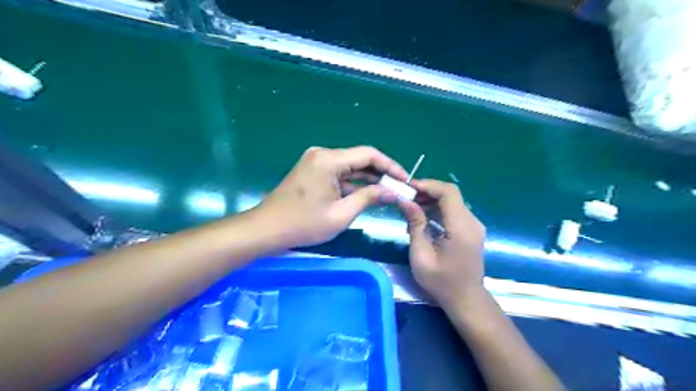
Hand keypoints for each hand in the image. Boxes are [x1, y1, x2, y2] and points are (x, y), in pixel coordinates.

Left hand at [254, 146, 409, 247]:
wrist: (266, 230)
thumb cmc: (303, 224)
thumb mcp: (341, 214)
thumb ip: (369, 198)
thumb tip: (392, 191)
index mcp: (329, 159)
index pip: (369, 155)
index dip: (390, 166)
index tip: (405, 180)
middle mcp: (323, 154)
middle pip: (360, 159)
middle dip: (381, 174)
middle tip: (399, 189)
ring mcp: (316, 161)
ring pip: (350, 167)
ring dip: (368, 179)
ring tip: (388, 192)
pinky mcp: (312, 171)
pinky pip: (339, 173)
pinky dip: (353, 183)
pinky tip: (368, 193)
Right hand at [400, 180, 484, 311]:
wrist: (465, 299)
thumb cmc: (441, 281)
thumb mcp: (421, 255)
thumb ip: (415, 225)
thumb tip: (405, 201)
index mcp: (461, 227)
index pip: (448, 192)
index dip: (428, 185)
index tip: (408, 188)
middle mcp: (472, 222)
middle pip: (450, 194)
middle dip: (427, 192)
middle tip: (406, 199)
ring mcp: (473, 225)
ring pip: (452, 201)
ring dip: (431, 201)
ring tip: (411, 210)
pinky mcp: (471, 230)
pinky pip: (453, 211)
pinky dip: (437, 210)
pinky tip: (423, 219)